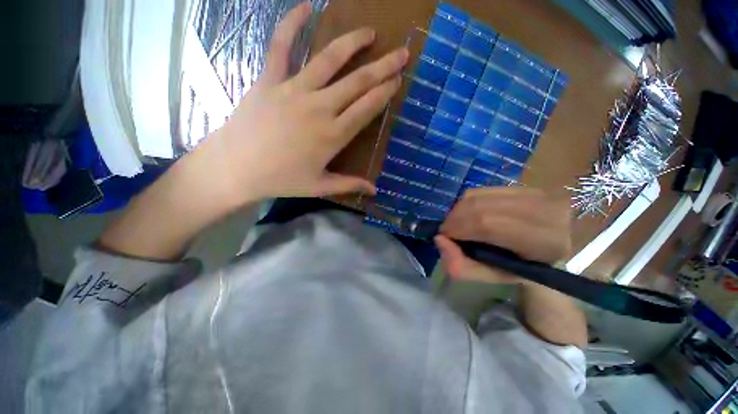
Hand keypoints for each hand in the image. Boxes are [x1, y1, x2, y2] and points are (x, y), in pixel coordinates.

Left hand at [198, 2, 407, 204]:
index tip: (398, 80)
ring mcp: (294, 90)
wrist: (236, 168)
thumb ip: (350, 185)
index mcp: (333, 135)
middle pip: (357, 82)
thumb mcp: (320, 186)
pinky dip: (292, 24)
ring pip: (329, 60)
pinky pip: (281, 45)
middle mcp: (319, 108)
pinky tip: (307, 6)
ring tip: (370, 32)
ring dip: (353, 43)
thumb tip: (374, 191)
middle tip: (401, 54)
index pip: (367, 108)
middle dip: (383, 67)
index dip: (385, 92)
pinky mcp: (269, 80)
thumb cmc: (281, 180)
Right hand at [434, 187, 571, 283]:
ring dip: (457, 210)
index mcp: (542, 241)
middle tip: (447, 231)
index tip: (444, 238)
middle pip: (479, 206)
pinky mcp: (522, 186)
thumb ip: (463, 266)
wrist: (552, 248)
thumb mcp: (494, 277)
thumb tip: (439, 240)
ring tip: (455, 224)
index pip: (488, 225)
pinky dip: (466, 203)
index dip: (458, 228)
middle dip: (454, 219)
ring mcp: (533, 193)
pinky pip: (481, 191)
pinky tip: (466, 214)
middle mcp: (541, 210)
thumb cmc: (523, 268)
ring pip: (477, 196)